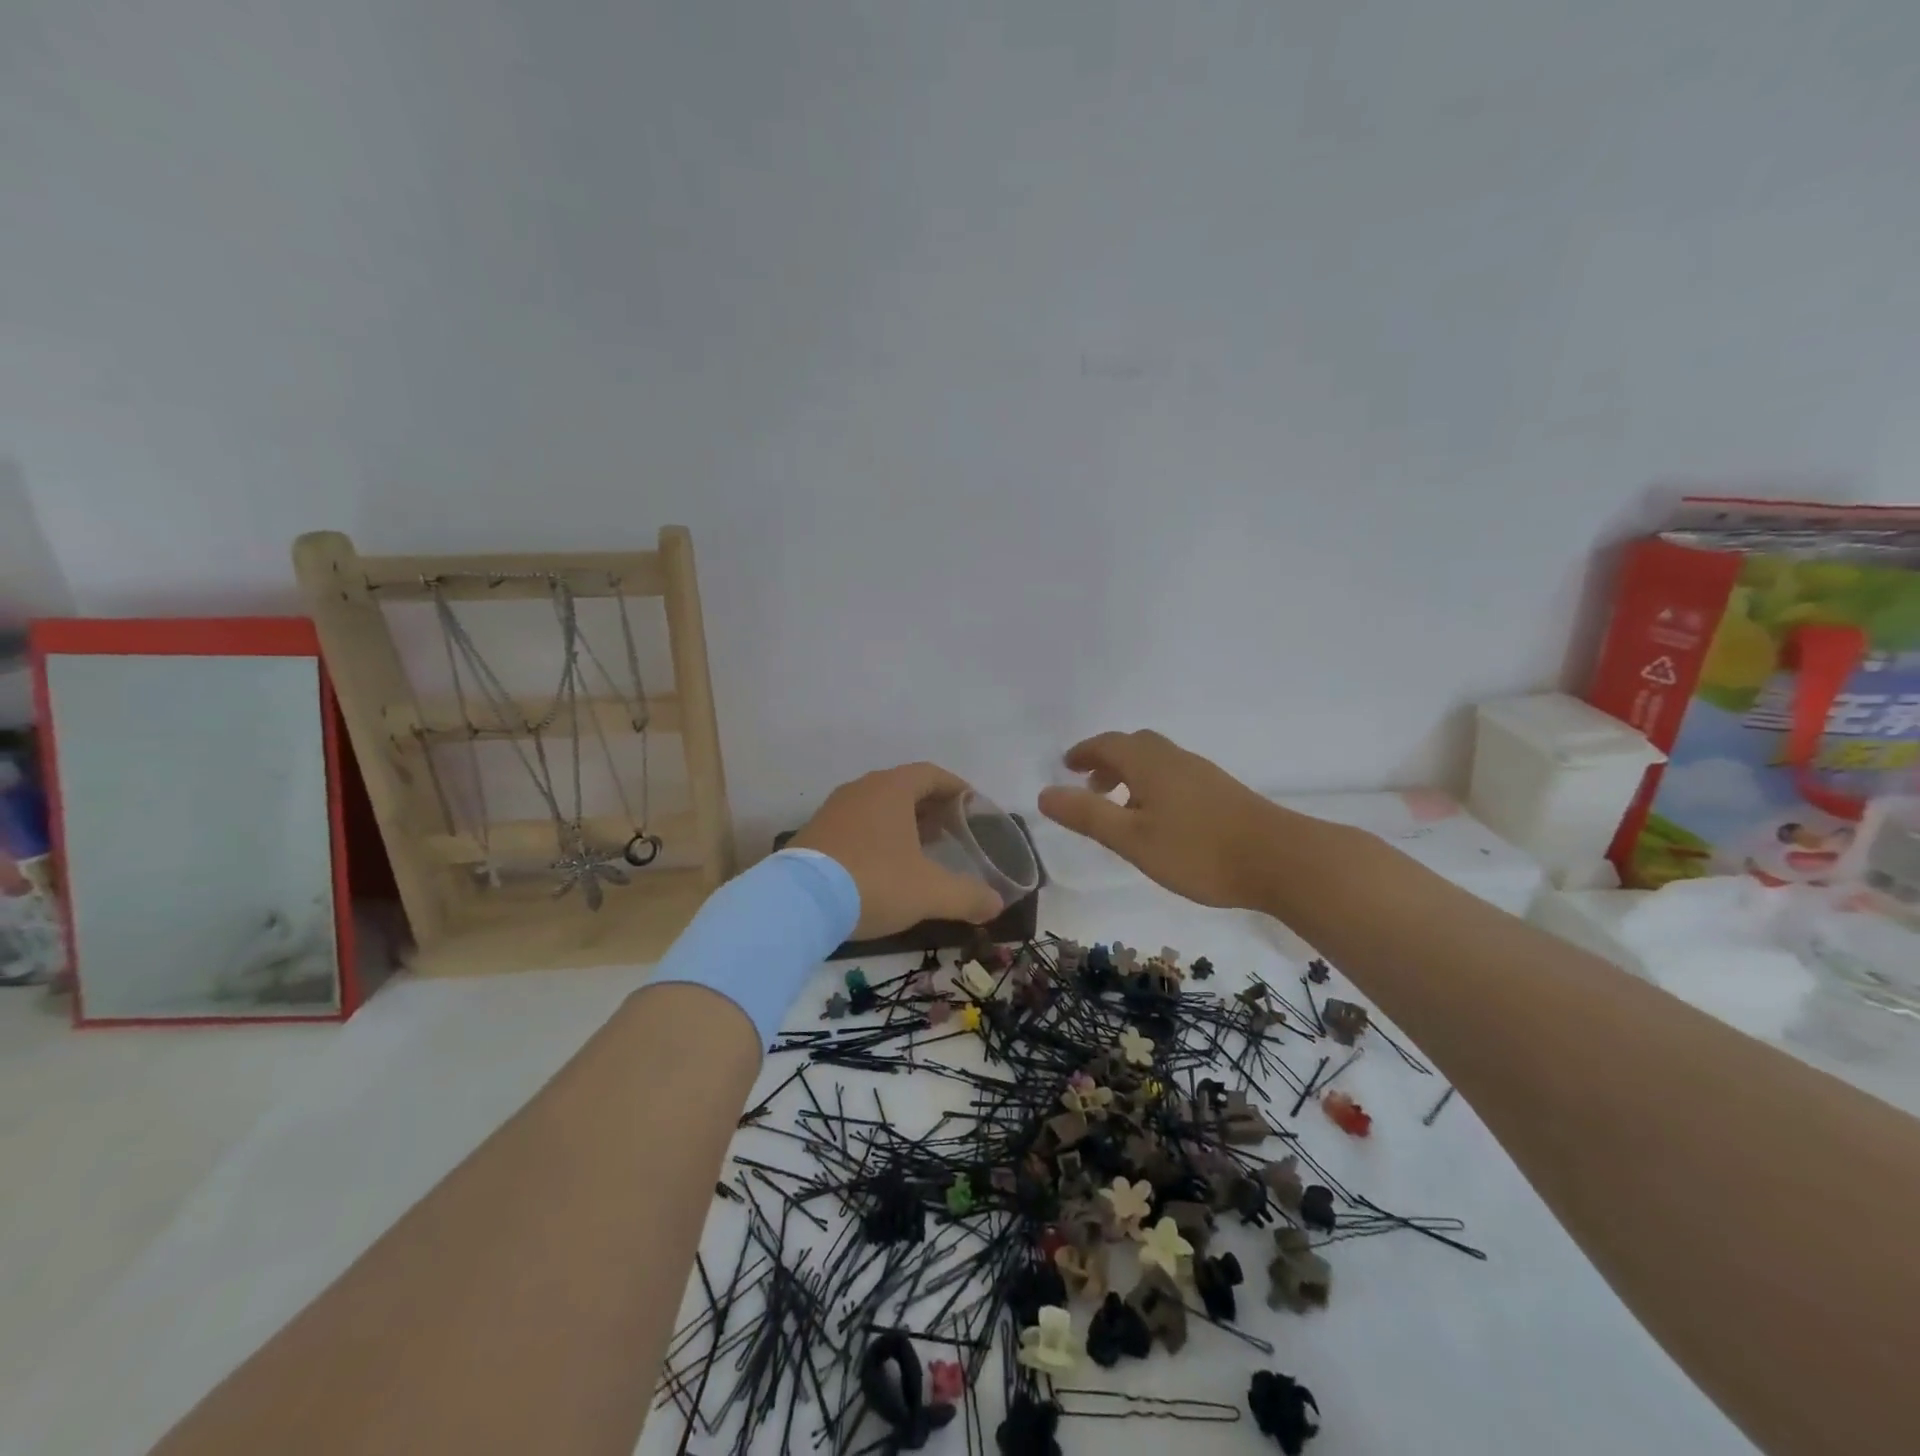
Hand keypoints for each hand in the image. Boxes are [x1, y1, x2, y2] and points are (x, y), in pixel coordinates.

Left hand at [792, 763, 1003, 937]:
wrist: (797, 903)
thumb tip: (996, 904)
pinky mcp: (815, 832)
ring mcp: (834, 809)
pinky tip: (884, 864)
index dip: (956, 787)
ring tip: (921, 848)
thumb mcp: (929, 892)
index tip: (972, 806)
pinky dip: (877, 835)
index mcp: (891, 789)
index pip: (931, 774)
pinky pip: (856, 823)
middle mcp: (861, 789)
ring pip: (878, 805)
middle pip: (904, 787)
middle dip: (931, 806)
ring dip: (903, 821)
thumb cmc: (873, 882)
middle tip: (951, 830)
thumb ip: (967, 896)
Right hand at [1037, 730, 1280, 908]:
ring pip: (1157, 761)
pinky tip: (1159, 820)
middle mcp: (1175, 759)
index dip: (1084, 752)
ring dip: (1131, 774)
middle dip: (1107, 761)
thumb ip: (1087, 816)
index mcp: (1149, 763)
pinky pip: (1175, 776)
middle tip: (1090, 786)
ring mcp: (1202, 774)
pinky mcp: (1222, 792)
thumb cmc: (1198, 851)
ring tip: (1120, 808)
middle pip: (1135, 746)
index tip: (1066, 765)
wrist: (1280, 860)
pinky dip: (1153, 786)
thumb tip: (1044, 794)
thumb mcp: (1132, 838)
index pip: (1108, 744)